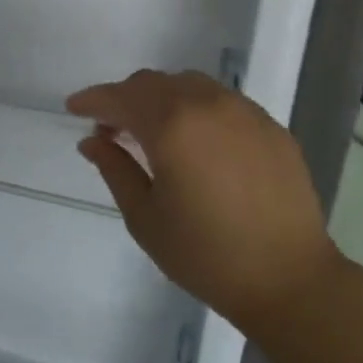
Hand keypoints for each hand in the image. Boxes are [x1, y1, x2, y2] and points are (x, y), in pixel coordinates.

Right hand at [67, 70, 339, 336]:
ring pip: (190, 85)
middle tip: (111, 129)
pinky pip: (222, 102)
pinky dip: (197, 109)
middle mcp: (208, 104)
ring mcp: (244, 111)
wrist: (289, 279)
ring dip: (162, 99)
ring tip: (153, 133)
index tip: (74, 108)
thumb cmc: (206, 255)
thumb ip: (115, 169)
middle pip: (154, 83)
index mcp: (171, 125)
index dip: (93, 100)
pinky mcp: (270, 126)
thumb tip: (92, 141)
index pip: (121, 97)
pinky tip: (196, 142)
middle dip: (125, 98)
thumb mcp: (145, 218)